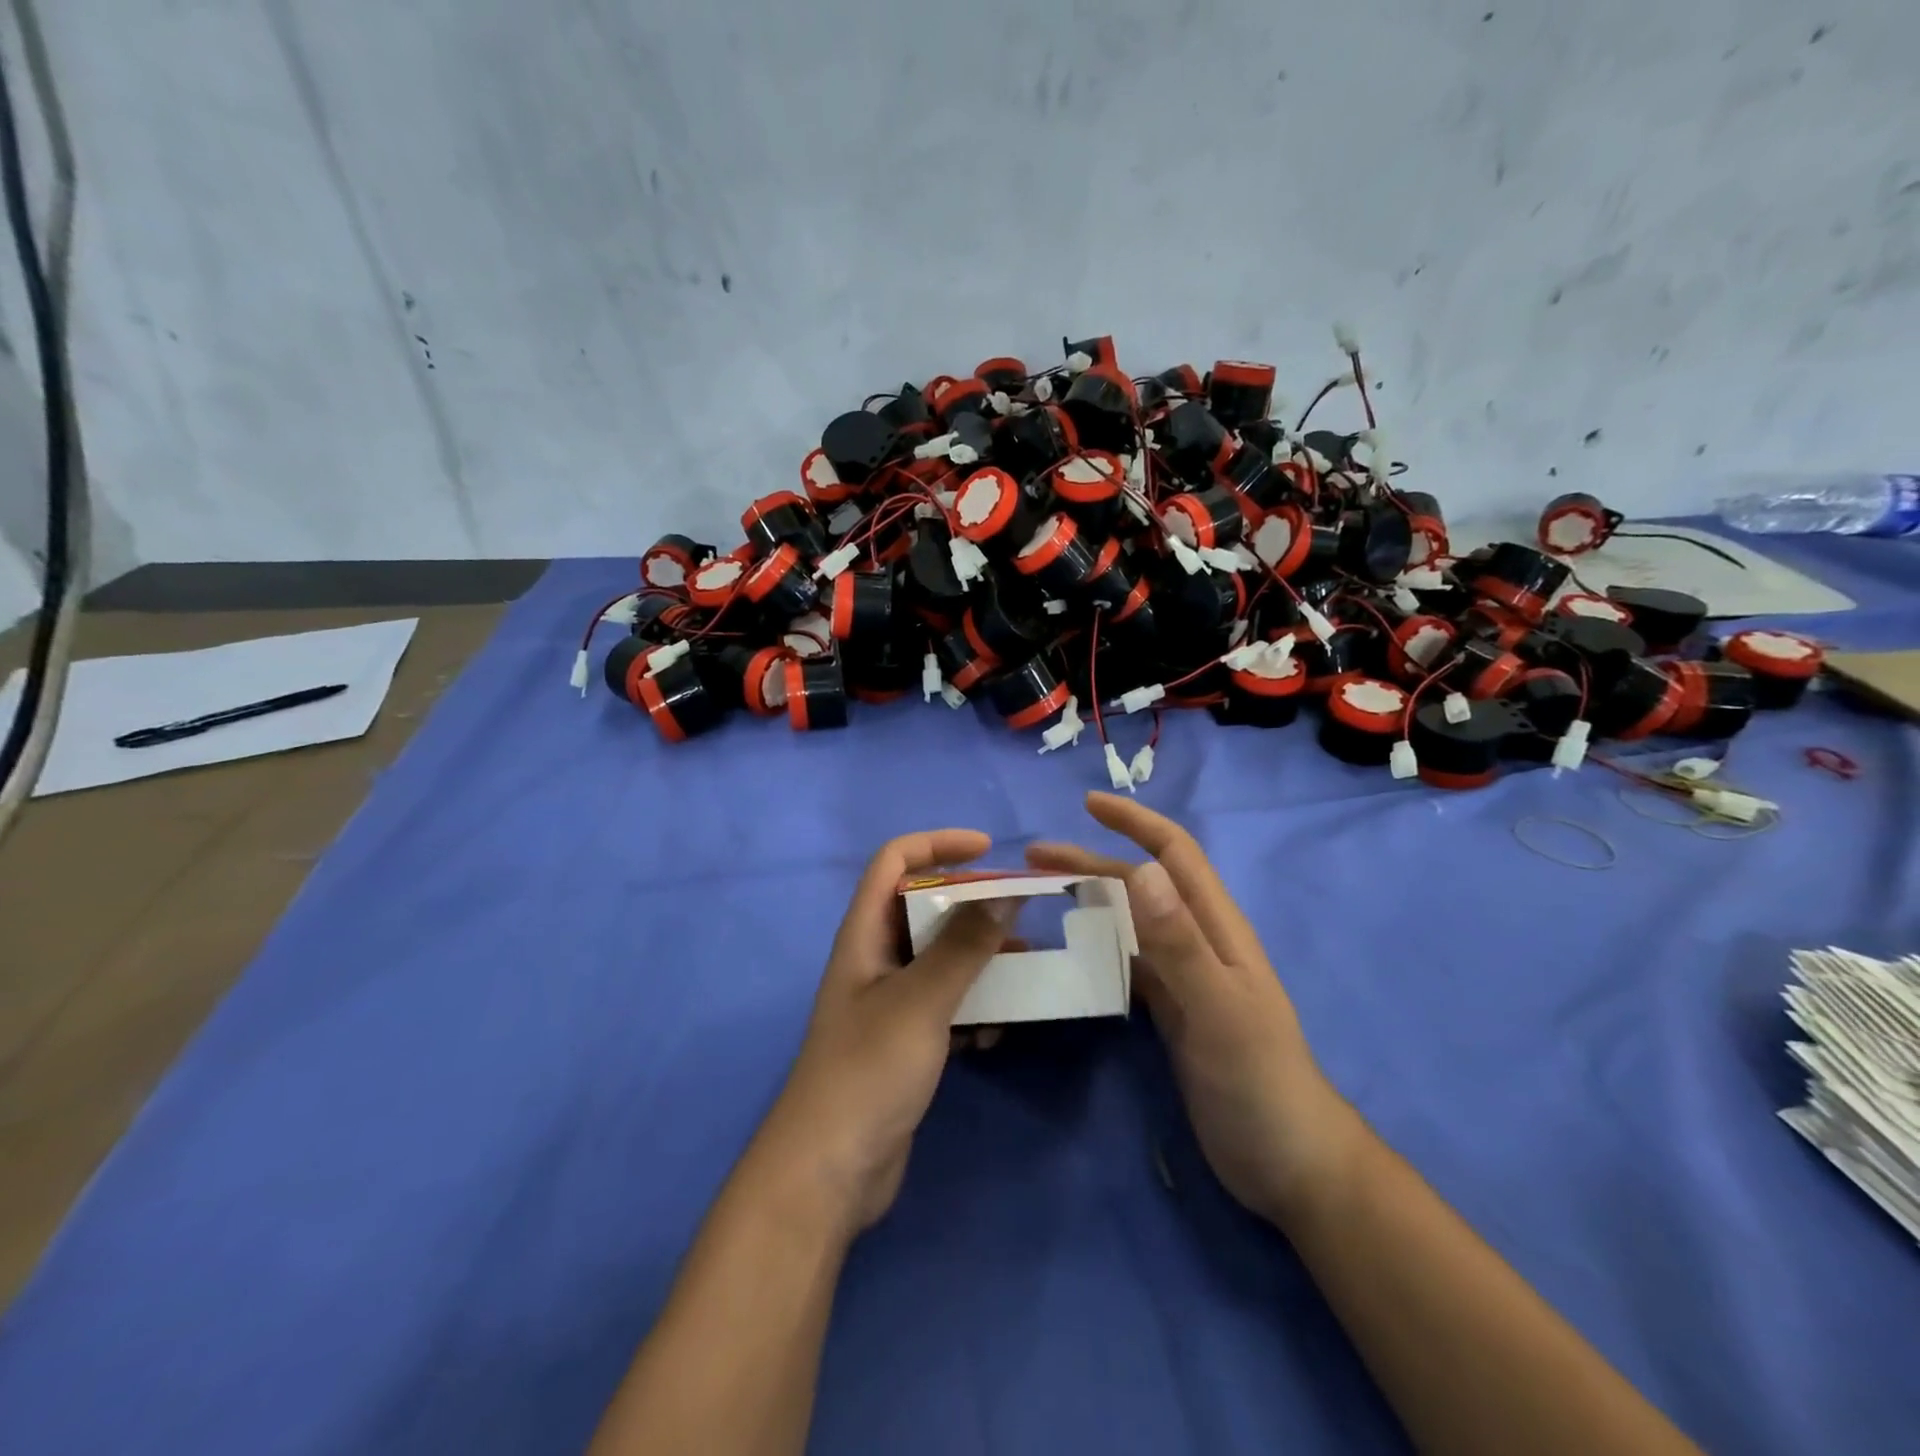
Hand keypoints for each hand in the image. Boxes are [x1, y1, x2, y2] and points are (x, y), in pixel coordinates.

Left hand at [756, 828, 1012, 1236]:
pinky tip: (995, 1034)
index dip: (937, 844)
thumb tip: (1004, 897)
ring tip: (1026, 972)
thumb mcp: (921, 1000)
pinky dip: (973, 1009)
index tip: (988, 850)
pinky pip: (946, 1005)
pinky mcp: (904, 1042)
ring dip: (981, 961)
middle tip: (1020, 917)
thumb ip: (963, 946)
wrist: (829, 1172)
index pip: (894, 862)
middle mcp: (875, 959)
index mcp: (864, 934)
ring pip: (941, 960)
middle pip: (924, 909)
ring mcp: (889, 1003)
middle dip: (973, 907)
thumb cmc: (868, 1069)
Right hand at [1029, 792, 1359, 1225]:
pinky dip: (1095, 947)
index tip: (1087, 803)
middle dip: (1090, 861)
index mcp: (1215, 927)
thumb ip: (1180, 942)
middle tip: (1034, 859)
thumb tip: (1139, 871)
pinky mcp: (1171, 1011)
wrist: (1289, 1162)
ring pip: (1129, 922)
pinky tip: (1067, 953)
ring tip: (1041, 898)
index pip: (1174, 854)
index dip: (1134, 822)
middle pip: (1140, 884)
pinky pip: (1126, 963)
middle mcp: (1198, 941)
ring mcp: (1184, 977)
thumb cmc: (1258, 1079)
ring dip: (1088, 901)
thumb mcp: (1219, 1008)